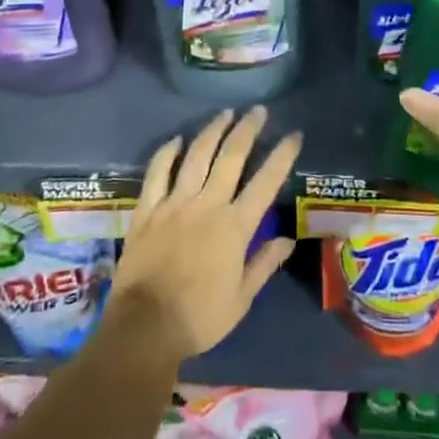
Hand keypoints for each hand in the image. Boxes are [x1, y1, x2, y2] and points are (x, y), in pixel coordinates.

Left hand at [106, 107, 299, 364]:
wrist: (145, 327)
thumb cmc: (199, 318)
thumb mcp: (241, 299)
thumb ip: (263, 264)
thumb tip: (287, 239)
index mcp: (235, 226)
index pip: (266, 182)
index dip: (282, 156)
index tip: (294, 135)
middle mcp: (207, 204)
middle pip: (231, 157)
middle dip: (247, 130)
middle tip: (258, 111)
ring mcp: (174, 203)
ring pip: (196, 156)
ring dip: (212, 131)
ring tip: (225, 113)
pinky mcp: (147, 209)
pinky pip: (157, 172)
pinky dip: (166, 153)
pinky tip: (176, 139)